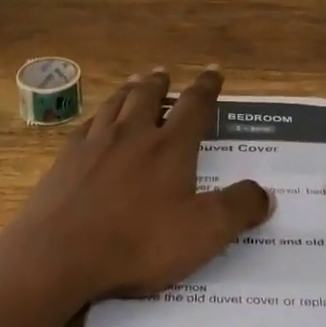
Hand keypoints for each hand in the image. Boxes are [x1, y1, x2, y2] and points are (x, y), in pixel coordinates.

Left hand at [3, 66, 271, 303]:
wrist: (59, 255)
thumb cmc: (138, 243)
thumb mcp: (204, 233)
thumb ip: (238, 209)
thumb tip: (266, 192)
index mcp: (170, 147)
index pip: (195, 106)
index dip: (207, 87)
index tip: (213, 72)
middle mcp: (132, 134)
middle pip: (148, 96)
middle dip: (160, 83)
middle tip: (164, 73)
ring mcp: (94, 144)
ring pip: (115, 105)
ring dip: (128, 91)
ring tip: (133, 84)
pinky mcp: (65, 160)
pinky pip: (85, 126)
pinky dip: (96, 117)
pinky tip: (94, 124)